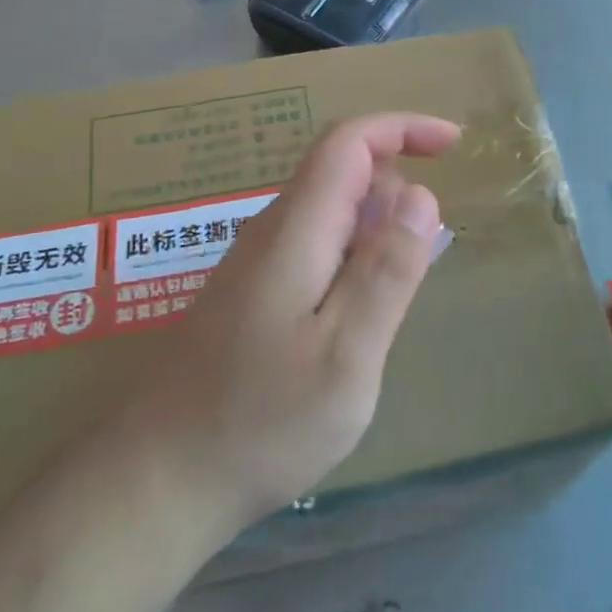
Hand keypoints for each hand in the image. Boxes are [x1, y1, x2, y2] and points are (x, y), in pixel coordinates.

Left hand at [136, 113, 458, 534]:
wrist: (156, 483)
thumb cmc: (262, 424)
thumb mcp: (347, 354)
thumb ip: (386, 271)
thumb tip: (422, 194)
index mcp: (295, 230)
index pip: (348, 142)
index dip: (403, 128)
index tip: (455, 145)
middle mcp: (269, 232)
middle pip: (339, 172)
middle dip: (397, 185)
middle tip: (430, 253)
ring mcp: (253, 264)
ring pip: (327, 212)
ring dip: (376, 226)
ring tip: (400, 292)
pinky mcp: (248, 296)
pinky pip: (312, 247)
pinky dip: (352, 256)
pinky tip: (358, 317)